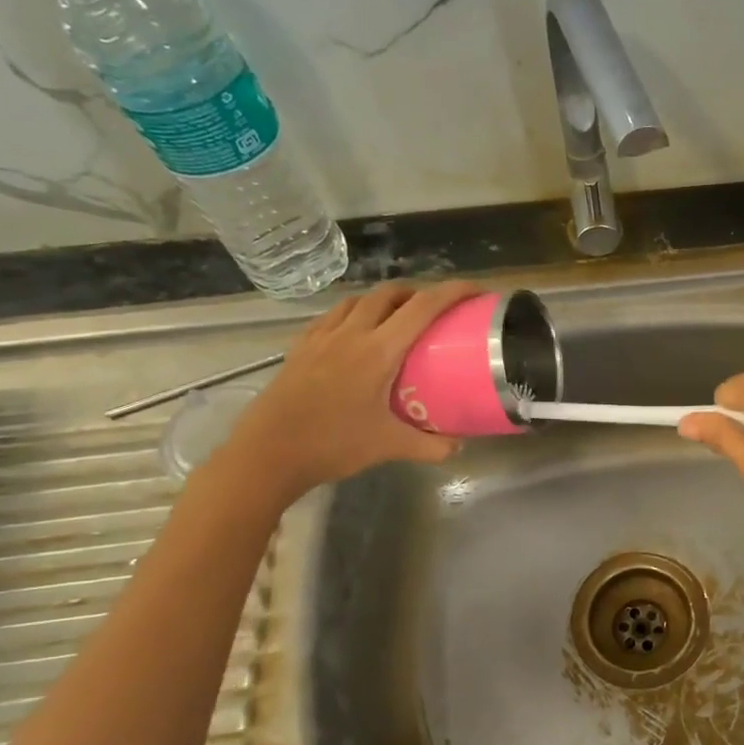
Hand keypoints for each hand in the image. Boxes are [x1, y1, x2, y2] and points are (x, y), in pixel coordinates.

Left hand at [218, 281, 481, 502]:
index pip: (423, 307)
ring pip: (357, 300)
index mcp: (378, 351)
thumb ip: (430, 445)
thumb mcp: (389, 447)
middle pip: (389, 294)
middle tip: (436, 309)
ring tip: (398, 317)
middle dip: (417, 292)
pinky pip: (332, 316)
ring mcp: (321, 338)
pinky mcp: (300, 348)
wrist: (267, 454)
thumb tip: (459, 446)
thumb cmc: (332, 445)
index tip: (476, 290)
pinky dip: (353, 313)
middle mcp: (350, 334)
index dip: (453, 292)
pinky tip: (355, 333)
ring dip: (383, 299)